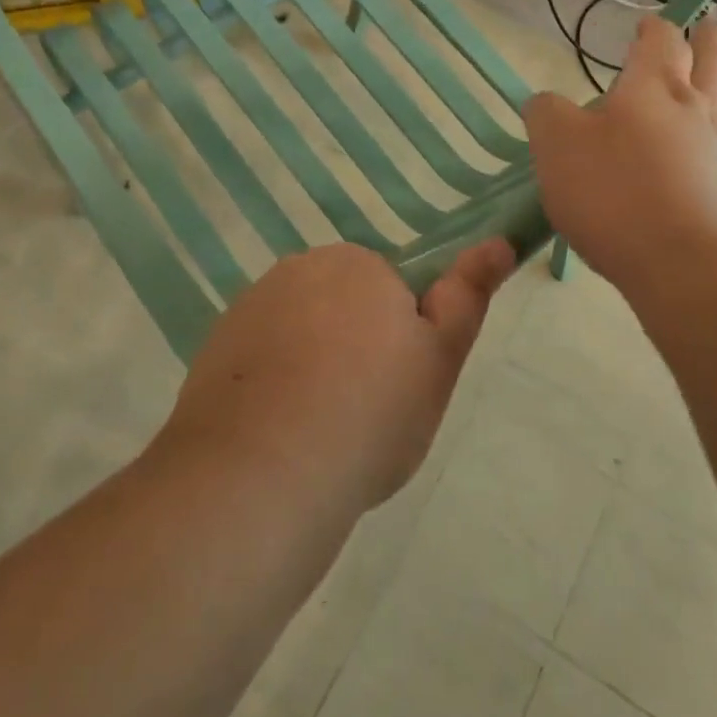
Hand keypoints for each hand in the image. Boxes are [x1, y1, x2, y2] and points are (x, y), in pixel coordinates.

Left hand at [159, 240, 515, 512]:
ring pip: (301, 333)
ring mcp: (251, 306)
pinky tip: (278, 436)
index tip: (396, 389)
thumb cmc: (371, 413)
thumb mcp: (439, 359)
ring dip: (313, 367)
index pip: (391, 293)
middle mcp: (300, 269)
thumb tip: (500, 241)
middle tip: (365, 415)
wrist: (262, 475)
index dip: (401, 342)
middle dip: (356, 348)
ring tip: (320, 433)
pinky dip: (272, 386)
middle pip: (342, 307)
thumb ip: (467, 296)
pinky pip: (261, 358)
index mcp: (358, 264)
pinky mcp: (216, 347)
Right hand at [523, 15, 716, 297]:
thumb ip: (546, 114)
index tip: (645, 25)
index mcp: (651, 85)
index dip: (653, 28)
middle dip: (709, 36)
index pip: (660, 40)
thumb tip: (545, 102)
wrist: (678, 259)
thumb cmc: (612, 191)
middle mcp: (693, 103)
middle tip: (707, 25)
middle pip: (713, 55)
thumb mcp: (556, 146)